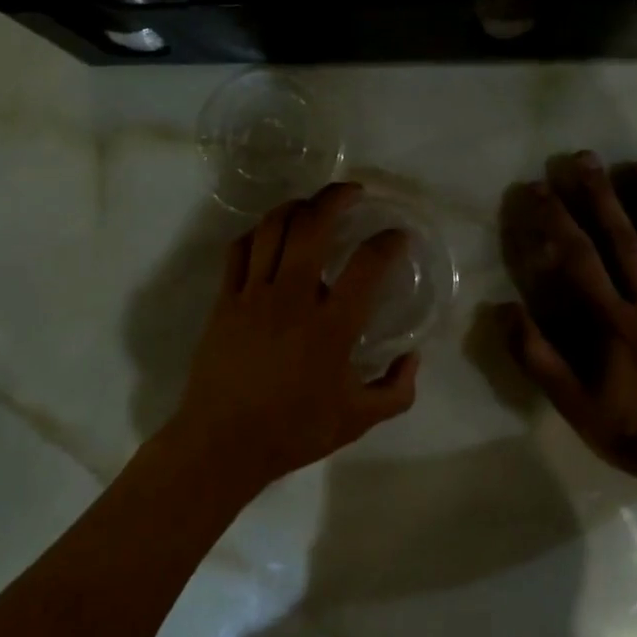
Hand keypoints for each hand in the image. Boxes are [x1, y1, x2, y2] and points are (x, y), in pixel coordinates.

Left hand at [172, 183, 419, 493]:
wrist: (222, 444)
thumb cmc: (293, 431)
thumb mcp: (357, 421)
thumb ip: (396, 391)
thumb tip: (414, 358)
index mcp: (331, 326)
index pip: (367, 266)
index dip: (388, 242)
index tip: (399, 235)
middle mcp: (293, 298)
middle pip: (313, 227)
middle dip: (335, 198)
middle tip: (354, 192)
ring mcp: (254, 294)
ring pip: (272, 228)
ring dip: (296, 206)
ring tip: (312, 204)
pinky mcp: (225, 300)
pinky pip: (239, 250)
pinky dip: (258, 232)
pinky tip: (269, 233)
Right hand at [497, 152, 636, 479]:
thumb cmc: (630, 431)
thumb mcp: (571, 403)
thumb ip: (537, 356)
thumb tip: (506, 309)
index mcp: (613, 322)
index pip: (579, 259)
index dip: (558, 220)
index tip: (541, 188)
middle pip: (624, 240)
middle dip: (601, 195)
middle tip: (586, 157)